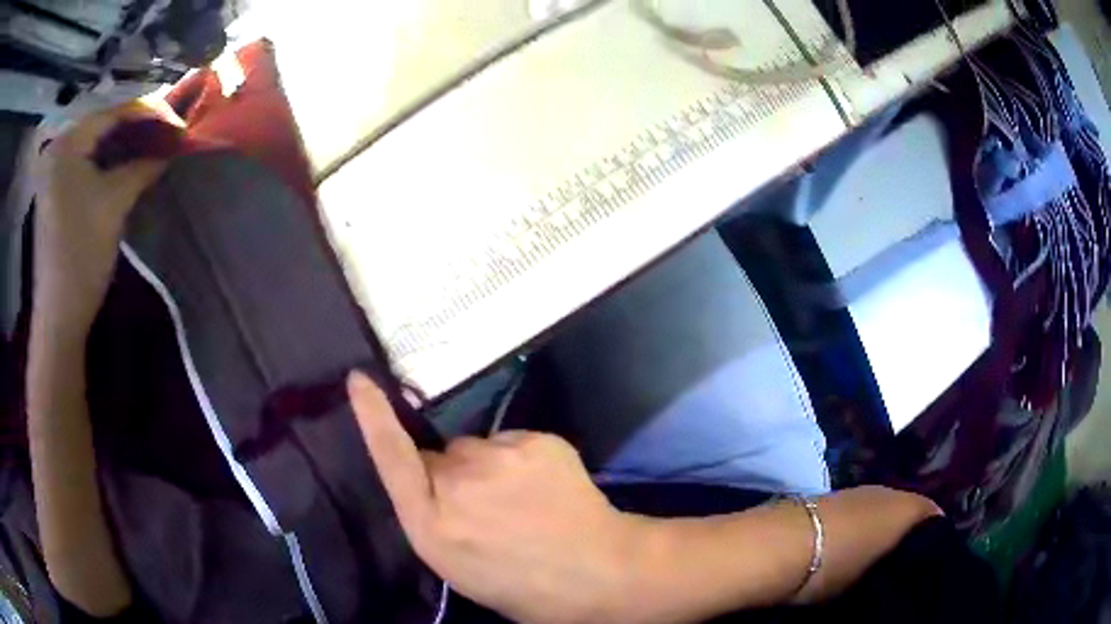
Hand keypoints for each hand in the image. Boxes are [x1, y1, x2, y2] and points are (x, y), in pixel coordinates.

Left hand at [32, 102, 177, 327]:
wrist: (59, 316)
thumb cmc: (82, 255)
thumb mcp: (115, 204)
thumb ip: (143, 165)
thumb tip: (172, 143)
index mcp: (67, 145)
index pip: (113, 113)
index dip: (148, 111)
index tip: (177, 117)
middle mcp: (58, 150)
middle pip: (102, 126)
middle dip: (135, 126)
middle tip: (166, 128)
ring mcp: (53, 172)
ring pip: (94, 145)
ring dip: (122, 144)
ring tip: (151, 143)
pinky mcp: (55, 192)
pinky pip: (85, 163)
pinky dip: (106, 161)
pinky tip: (124, 163)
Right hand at [348, 372, 647, 622]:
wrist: (597, 572)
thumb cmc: (520, 584)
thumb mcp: (456, 564)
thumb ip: (434, 515)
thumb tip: (435, 480)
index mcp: (431, 524)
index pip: (391, 457)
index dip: (372, 416)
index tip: (359, 379)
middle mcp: (457, 483)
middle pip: (441, 455)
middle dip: (454, 473)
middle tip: (489, 505)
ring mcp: (500, 457)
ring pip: (479, 447)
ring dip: (491, 465)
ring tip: (522, 500)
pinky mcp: (537, 441)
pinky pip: (515, 443)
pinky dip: (523, 460)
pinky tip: (544, 488)